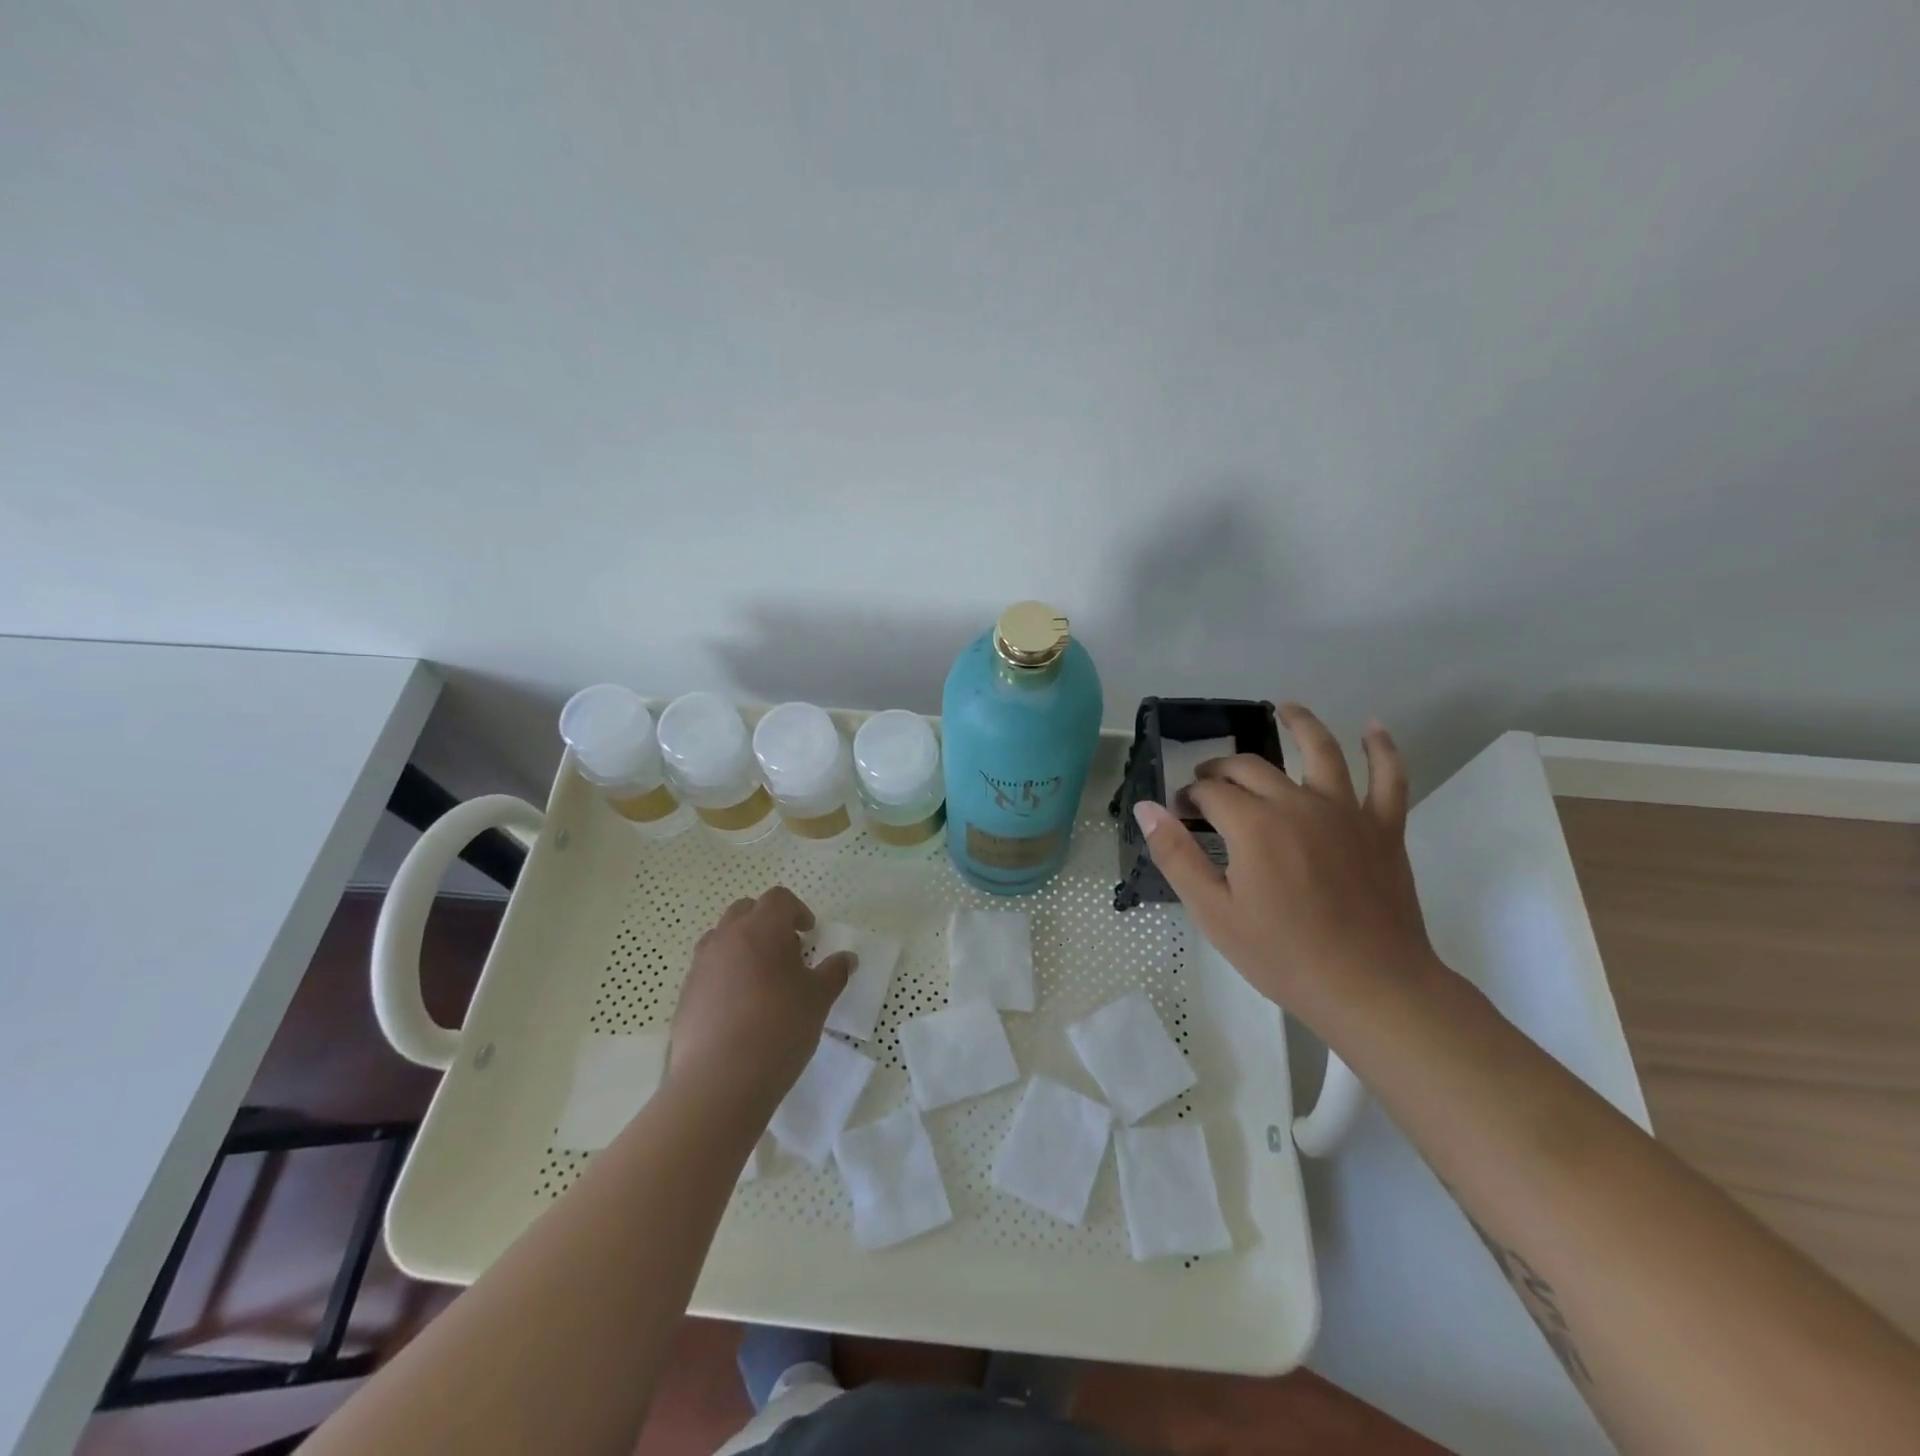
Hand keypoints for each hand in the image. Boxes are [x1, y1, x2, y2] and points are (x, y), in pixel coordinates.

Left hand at [667, 887, 854, 1115]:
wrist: (720, 1081)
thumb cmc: (779, 1028)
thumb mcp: (819, 999)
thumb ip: (834, 972)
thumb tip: (847, 958)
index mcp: (761, 929)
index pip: (778, 899)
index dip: (797, 910)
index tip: (809, 934)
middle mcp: (726, 937)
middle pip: (745, 910)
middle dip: (767, 922)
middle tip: (787, 951)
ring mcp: (700, 965)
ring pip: (722, 938)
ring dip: (743, 945)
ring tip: (761, 978)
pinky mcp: (685, 995)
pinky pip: (708, 969)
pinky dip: (725, 974)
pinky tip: (740, 1007)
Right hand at [1134, 703, 1437, 1030]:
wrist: (1370, 987)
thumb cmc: (1283, 955)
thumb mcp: (1214, 912)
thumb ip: (1177, 854)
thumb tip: (1147, 807)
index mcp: (1253, 825)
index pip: (1211, 792)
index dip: (1190, 797)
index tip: (1180, 812)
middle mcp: (1297, 803)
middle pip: (1252, 767)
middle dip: (1222, 769)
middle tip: (1208, 783)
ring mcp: (1346, 811)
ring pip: (1321, 751)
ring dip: (1302, 724)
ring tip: (1287, 708)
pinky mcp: (1383, 827)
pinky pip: (1389, 778)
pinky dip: (1383, 749)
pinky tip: (1374, 728)